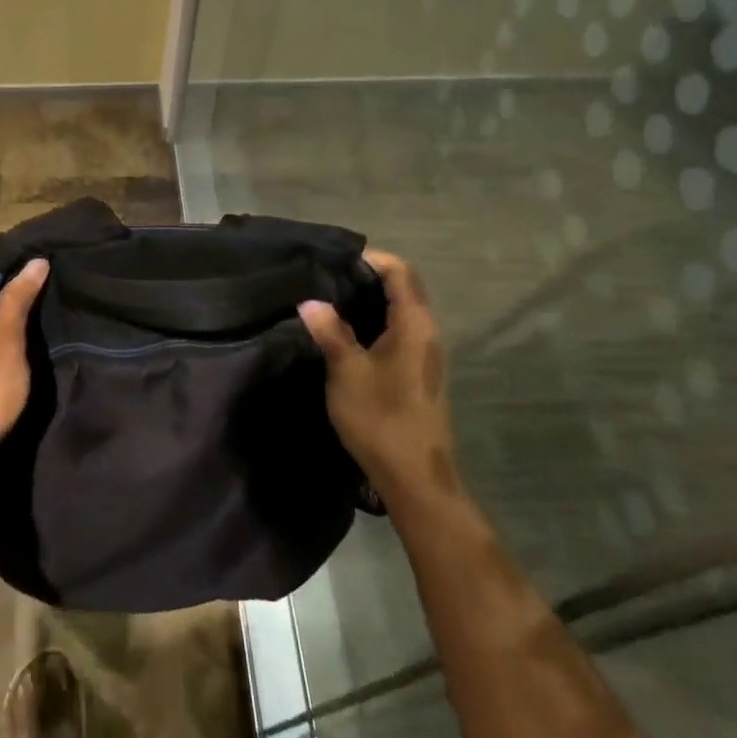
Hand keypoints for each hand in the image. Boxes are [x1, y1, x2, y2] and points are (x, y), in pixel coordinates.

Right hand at [299, 250, 456, 509]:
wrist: (415, 478)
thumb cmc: (381, 418)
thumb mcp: (347, 372)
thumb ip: (330, 332)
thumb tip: (310, 302)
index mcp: (415, 325)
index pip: (400, 271)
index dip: (370, 259)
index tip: (333, 261)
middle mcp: (426, 333)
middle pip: (402, 288)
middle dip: (365, 277)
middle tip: (323, 278)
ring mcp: (424, 355)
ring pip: (398, 311)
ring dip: (367, 302)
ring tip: (327, 302)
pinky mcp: (416, 373)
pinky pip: (396, 332)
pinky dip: (372, 323)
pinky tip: (343, 335)